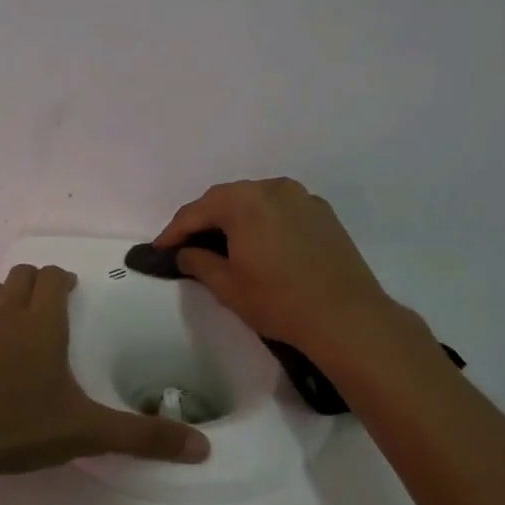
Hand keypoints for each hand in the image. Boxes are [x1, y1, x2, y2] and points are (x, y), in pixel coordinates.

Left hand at [0, 263, 208, 492]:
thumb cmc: (13, 426)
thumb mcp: (84, 432)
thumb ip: (141, 438)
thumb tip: (203, 448)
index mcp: (41, 323)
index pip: (52, 279)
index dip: (63, 279)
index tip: (70, 289)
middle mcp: (4, 313)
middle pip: (20, 277)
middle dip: (34, 283)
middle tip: (46, 303)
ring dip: (2, 295)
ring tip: (11, 315)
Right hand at [154, 178, 409, 354]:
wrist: (346, 316)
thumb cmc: (278, 301)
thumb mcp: (227, 286)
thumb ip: (198, 262)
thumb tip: (185, 252)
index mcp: (244, 201)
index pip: (197, 211)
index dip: (174, 231)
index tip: (158, 249)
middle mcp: (272, 188)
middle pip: (226, 199)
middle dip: (203, 220)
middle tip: (186, 245)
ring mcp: (302, 197)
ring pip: (255, 201)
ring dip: (234, 219)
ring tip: (221, 244)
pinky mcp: (322, 213)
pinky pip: (280, 209)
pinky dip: (262, 221)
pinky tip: (259, 244)